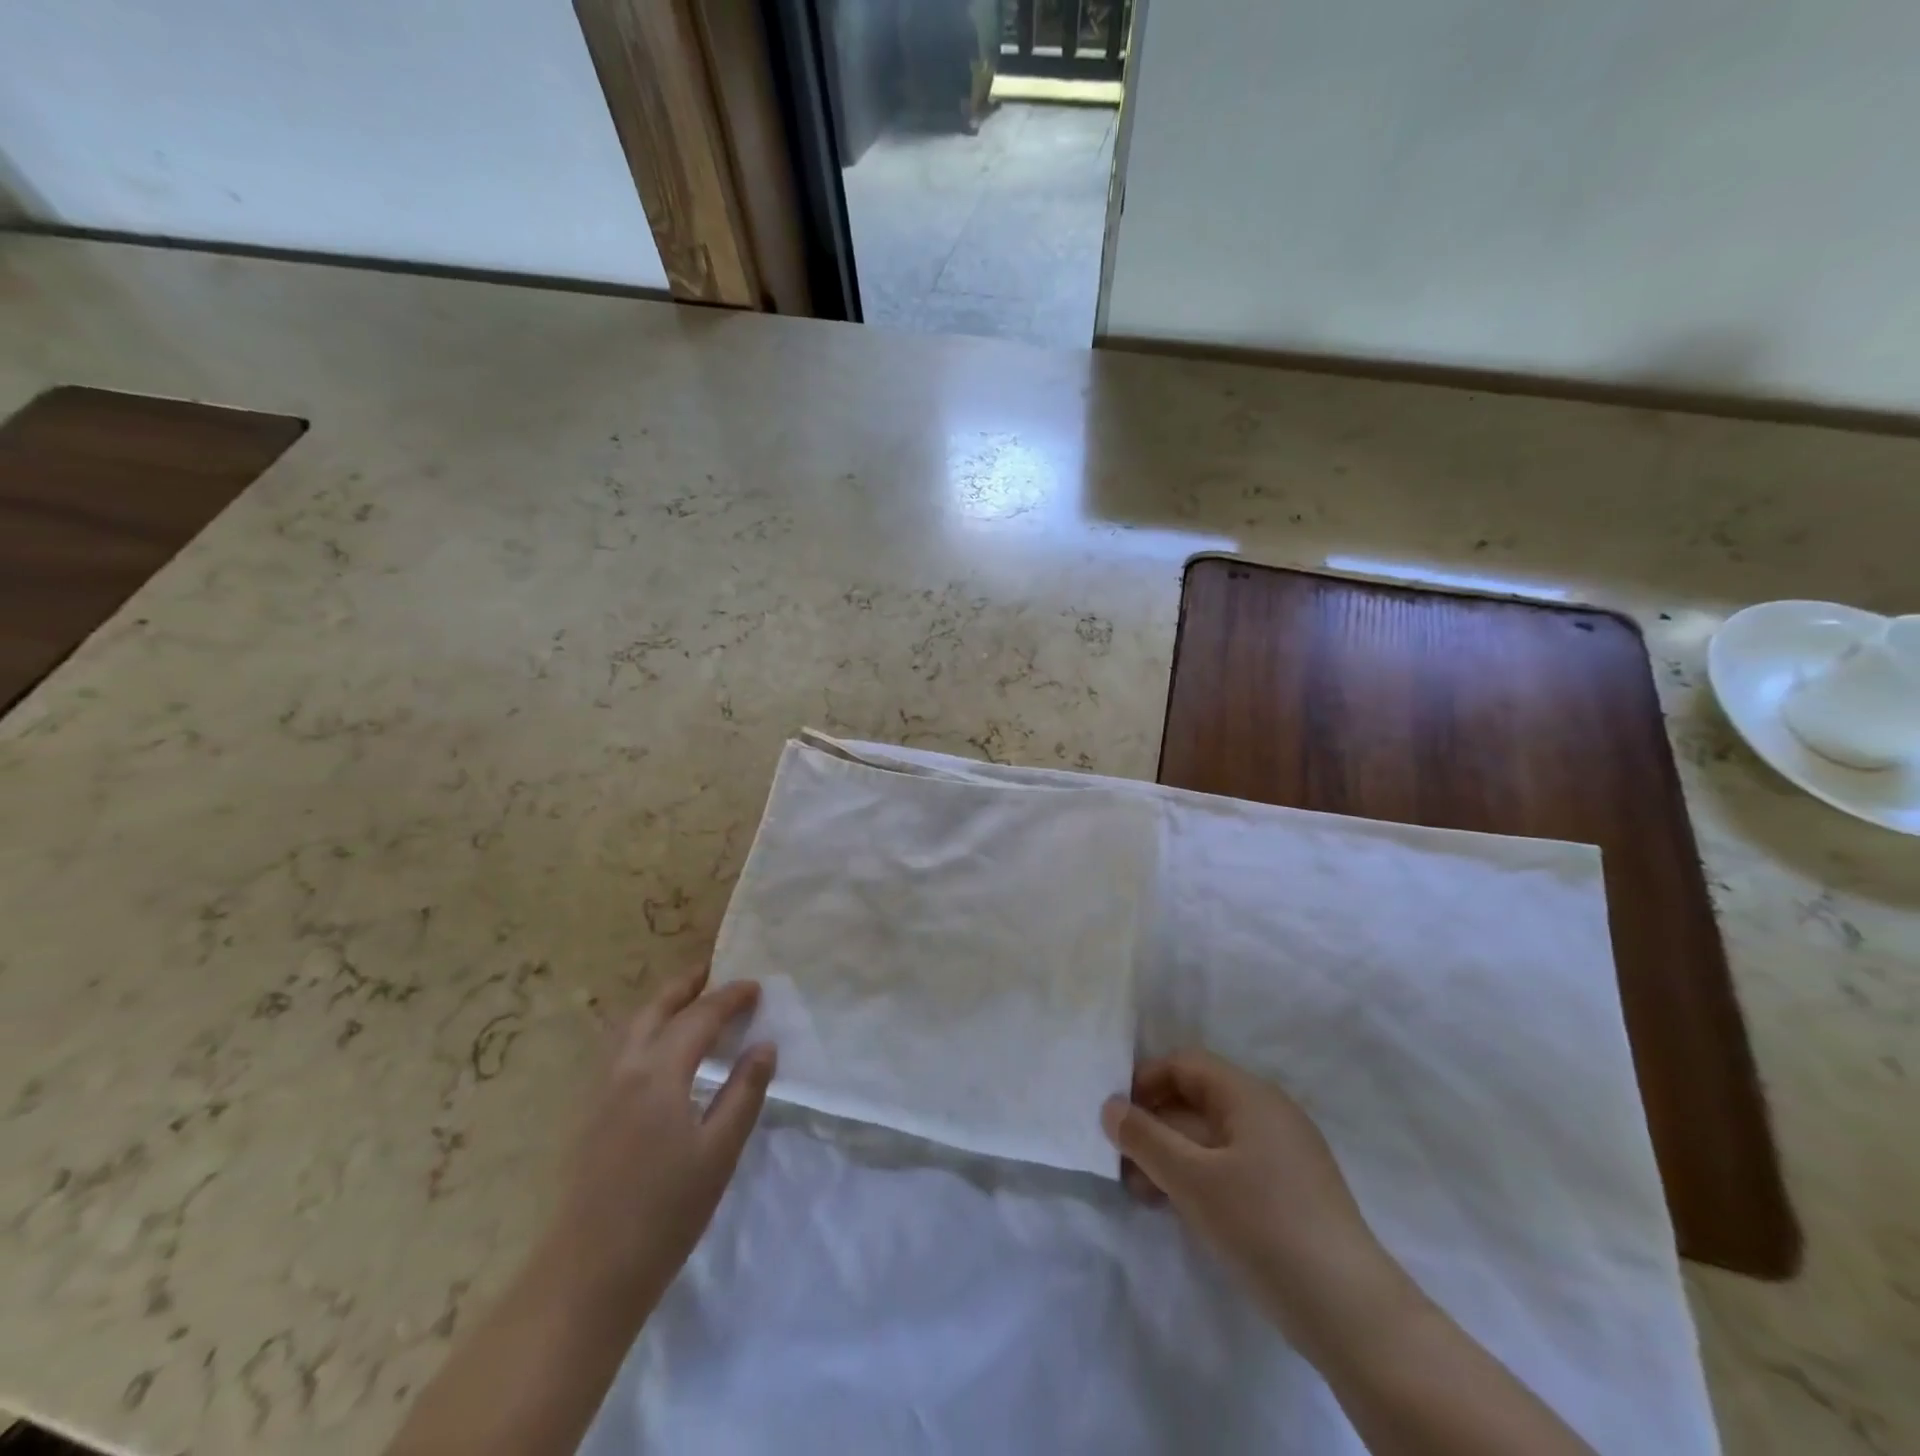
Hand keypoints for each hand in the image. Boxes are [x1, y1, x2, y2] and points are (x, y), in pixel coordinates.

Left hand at [538, 967, 775, 1334]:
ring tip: (689, 1001)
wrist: (587, 1275)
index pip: (699, 1017)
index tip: (756, 987)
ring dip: (662, 1005)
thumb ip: (744, 1092)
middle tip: (714, 971)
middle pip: (655, 1010)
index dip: (730, 998)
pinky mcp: (591, 1115)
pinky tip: (660, 1050)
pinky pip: (621, 1050)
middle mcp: (625, 1069)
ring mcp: (601, 1092)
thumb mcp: (719, 1151)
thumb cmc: (665, 1212)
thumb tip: (764, 1046)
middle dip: (686, 986)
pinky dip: (646, 1030)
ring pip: (631, 1028)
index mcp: (659, 1073)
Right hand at [1102, 1049, 1411, 1356]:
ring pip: (1212, 1138)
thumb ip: (1144, 1138)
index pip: (1184, 1064)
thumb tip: (1109, 1106)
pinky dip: (1199, 1178)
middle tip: (1121, 1162)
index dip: (1144, 1083)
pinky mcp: (1290, 1192)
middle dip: (1154, 1126)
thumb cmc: (1263, 1226)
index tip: (1115, 1119)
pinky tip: (1179, 1210)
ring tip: (1142, 1193)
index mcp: (1249, 1095)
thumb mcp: (1191, 1180)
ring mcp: (1284, 1154)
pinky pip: (1231, 1166)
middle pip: (1196, 1100)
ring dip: (1172, 1157)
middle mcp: (1268, 1113)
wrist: (1351, 1313)